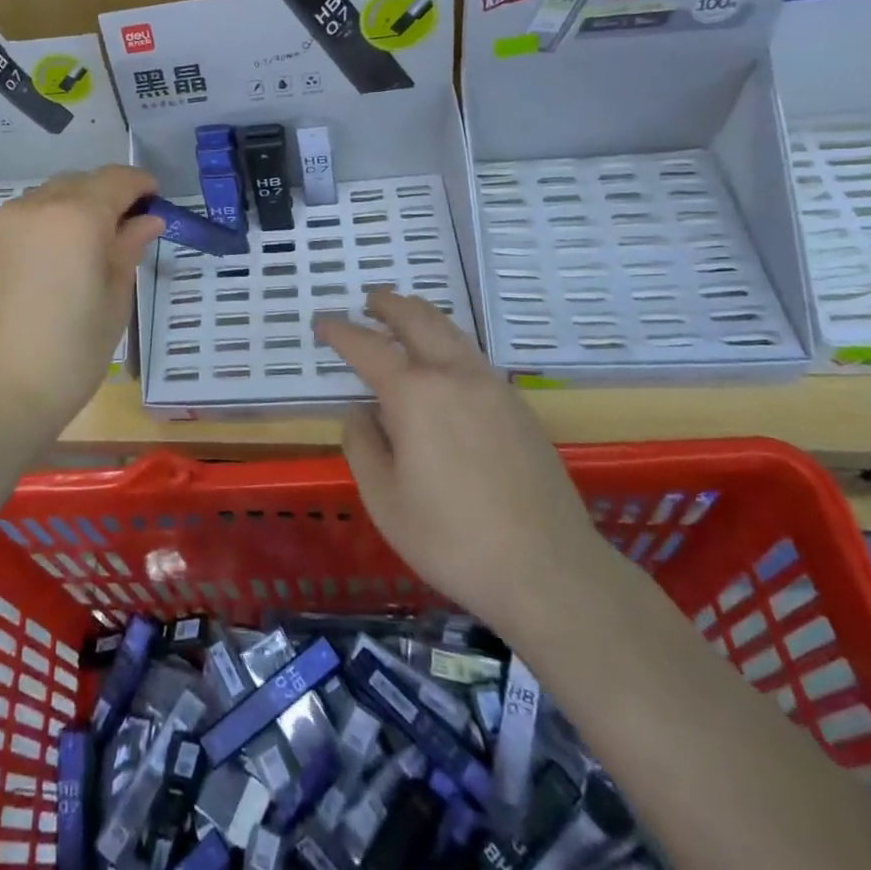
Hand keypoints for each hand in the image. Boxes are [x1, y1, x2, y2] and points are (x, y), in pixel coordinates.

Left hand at [0, 166, 164, 443]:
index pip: (117, 180)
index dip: (141, 185)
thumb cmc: (68, 354)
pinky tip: (53, 260)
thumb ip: (128, 249)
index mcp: (76, 216)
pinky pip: (23, 216)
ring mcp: (1, 222)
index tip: (156, 202)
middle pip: (81, 183)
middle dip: (107, 196)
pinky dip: (46, 223)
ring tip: (88, 249)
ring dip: (74, 207)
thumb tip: (146, 221)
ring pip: (49, 196)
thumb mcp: (114, 302)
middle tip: (126, 231)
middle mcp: (35, 206)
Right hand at [316, 291, 606, 638]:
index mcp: (414, 393)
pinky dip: (447, 341)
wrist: (549, 570)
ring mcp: (492, 386)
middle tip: (369, 300)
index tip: (322, 324)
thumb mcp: (384, 499)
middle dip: (389, 304)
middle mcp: (453, 375)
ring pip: (451, 331)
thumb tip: (361, 411)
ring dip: (421, 316)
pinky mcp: (518, 405)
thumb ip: (362, 445)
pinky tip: (443, 362)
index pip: (367, 347)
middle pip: (417, 319)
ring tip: (403, 317)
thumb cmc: (452, 538)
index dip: (340, 332)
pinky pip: (473, 355)